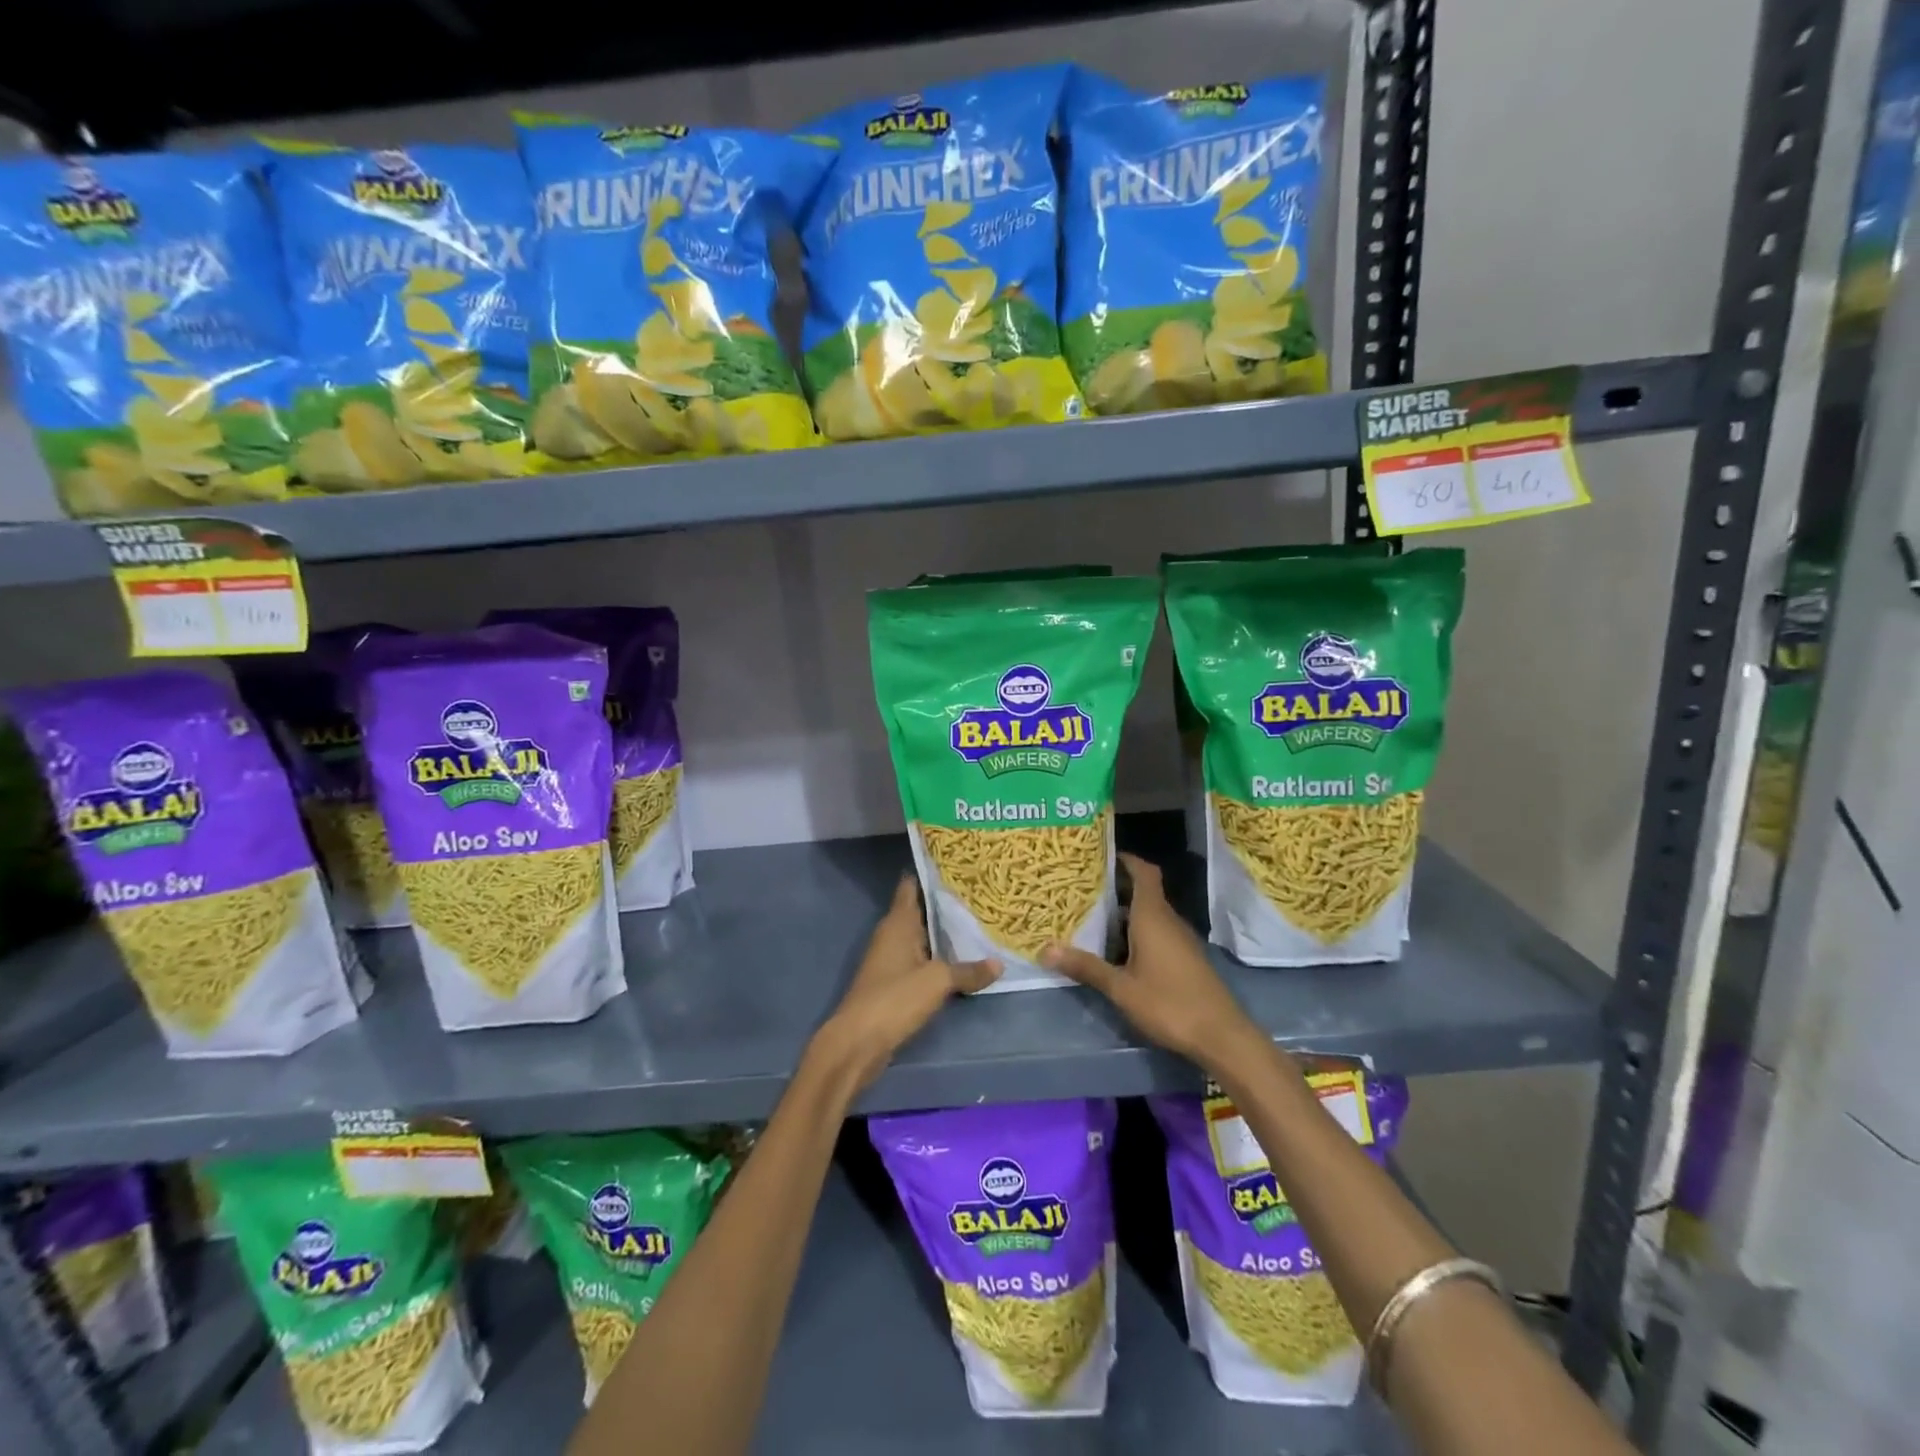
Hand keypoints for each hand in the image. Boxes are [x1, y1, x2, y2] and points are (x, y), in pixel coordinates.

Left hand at [814, 876, 1000, 1090]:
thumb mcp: (937, 981)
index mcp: (898, 922)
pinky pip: (920, 961)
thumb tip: (998, 963)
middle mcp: (892, 934)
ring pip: (922, 937)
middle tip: (980, 893)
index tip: (957, 864)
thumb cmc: (895, 998)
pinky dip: (938, 958)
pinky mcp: (893, 983)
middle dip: (946, 904)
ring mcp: (890, 959)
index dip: (931, 873)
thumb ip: (968, 970)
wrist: (858, 1042)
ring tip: (978, 923)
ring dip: (944, 933)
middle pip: (921, 911)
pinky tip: (961, 961)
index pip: (911, 885)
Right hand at [1042, 853, 1265, 1074]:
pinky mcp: (1186, 958)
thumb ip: (1086, 967)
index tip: (1099, 856)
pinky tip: (1117, 950)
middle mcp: (1168, 920)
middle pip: (1144, 892)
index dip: (1125, 859)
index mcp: (1152, 916)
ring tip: (1091, 917)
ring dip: (1125, 913)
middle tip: (1082, 889)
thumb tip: (1045, 949)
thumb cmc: (1169, 1004)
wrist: (1222, 1036)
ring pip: (1150, 914)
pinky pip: (1158, 932)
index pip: (1143, 872)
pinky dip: (1137, 932)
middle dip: (1116, 888)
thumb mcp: (1121, 988)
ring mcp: (1180, 940)